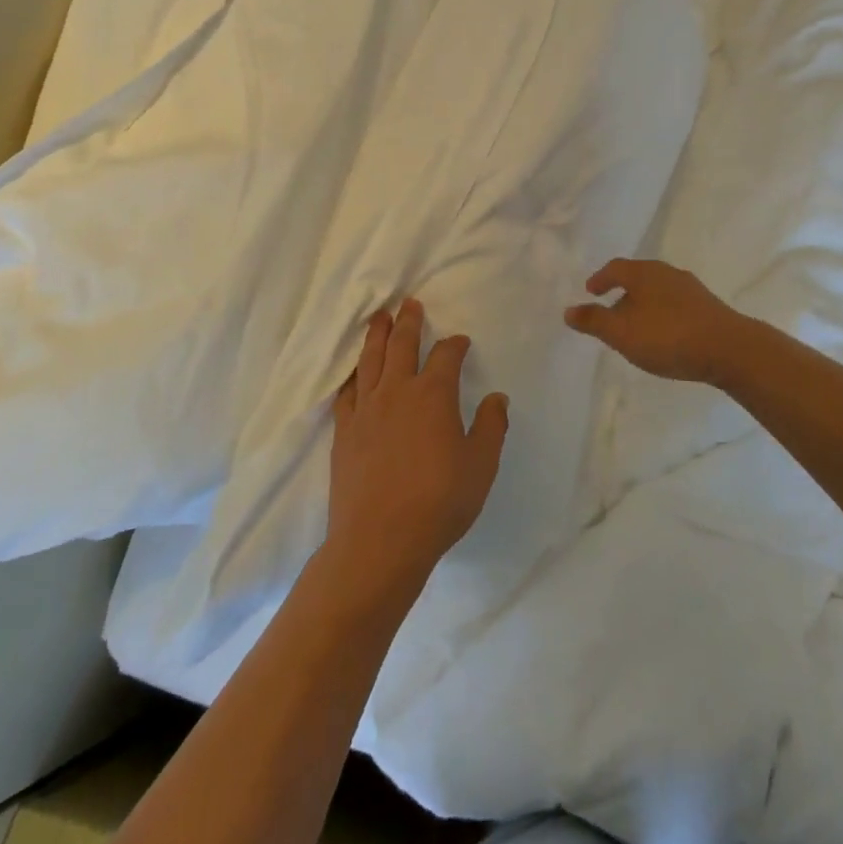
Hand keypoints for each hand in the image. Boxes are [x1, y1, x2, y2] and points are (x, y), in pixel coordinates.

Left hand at [325, 299, 508, 592]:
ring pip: (370, 360)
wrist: (380, 540)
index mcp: (433, 394)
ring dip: (376, 335)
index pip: (445, 355)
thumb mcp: (481, 465)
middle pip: (401, 345)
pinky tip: (355, 372)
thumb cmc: (440, 502)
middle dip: (408, 322)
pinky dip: (352, 375)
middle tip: (409, 303)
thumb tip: (497, 398)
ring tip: (378, 317)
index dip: (455, 344)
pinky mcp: (344, 431)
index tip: (460, 342)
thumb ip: (492, 427)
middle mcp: (397, 391)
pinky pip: (347, 392)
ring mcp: (366, 410)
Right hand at [563, 258, 743, 384]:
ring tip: (636, 326)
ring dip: (643, 304)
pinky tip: (664, 334)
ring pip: (658, 291)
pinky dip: (662, 314)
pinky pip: (675, 304)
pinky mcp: (708, 307)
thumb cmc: (668, 337)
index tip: (591, 291)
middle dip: (622, 293)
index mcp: (644, 273)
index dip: (601, 279)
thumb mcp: (622, 333)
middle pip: (638, 277)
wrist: (730, 349)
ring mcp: (691, 289)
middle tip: (611, 311)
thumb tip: (568, 310)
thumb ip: (594, 321)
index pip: (615, 268)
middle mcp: (668, 273)